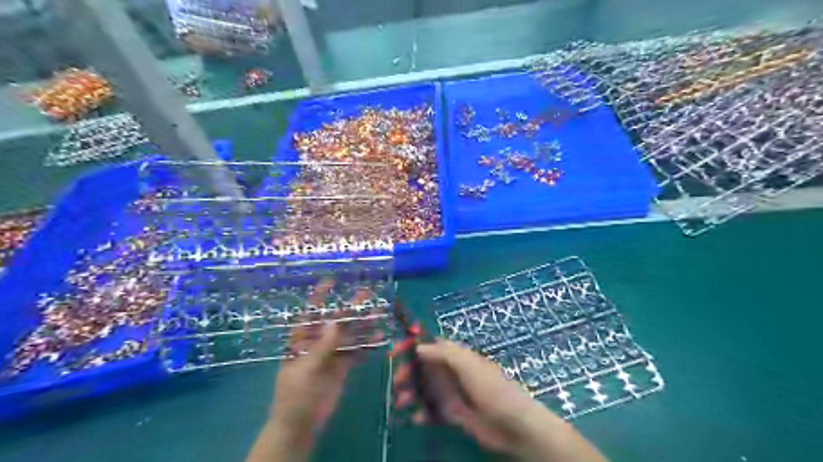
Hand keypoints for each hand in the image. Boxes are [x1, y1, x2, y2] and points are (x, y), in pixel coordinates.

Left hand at [248, 279, 382, 461]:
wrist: (300, 424)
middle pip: (336, 320)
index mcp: (302, 339)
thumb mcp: (306, 368)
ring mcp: (331, 354)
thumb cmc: (294, 394)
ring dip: (364, 325)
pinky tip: (380, 338)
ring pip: (350, 335)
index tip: (332, 281)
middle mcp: (318, 342)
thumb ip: (323, 346)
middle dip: (351, 307)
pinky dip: (368, 345)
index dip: (320, 296)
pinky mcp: (342, 367)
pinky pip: (356, 352)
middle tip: (368, 293)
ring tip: (379, 313)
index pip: (311, 313)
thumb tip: (336, 320)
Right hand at [395, 340, 606, 461]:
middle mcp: (453, 372)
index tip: (395, 352)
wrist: (514, 426)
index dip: (413, 346)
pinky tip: (417, 418)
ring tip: (402, 403)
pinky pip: (433, 410)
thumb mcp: (469, 366)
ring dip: (411, 394)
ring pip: (425, 389)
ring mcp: (453, 393)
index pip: (431, 345)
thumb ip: (445, 354)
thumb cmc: (493, 390)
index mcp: (458, 356)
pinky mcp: (454, 413)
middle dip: (408, 373)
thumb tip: (420, 346)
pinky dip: (422, 413)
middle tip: (397, 382)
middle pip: (424, 368)